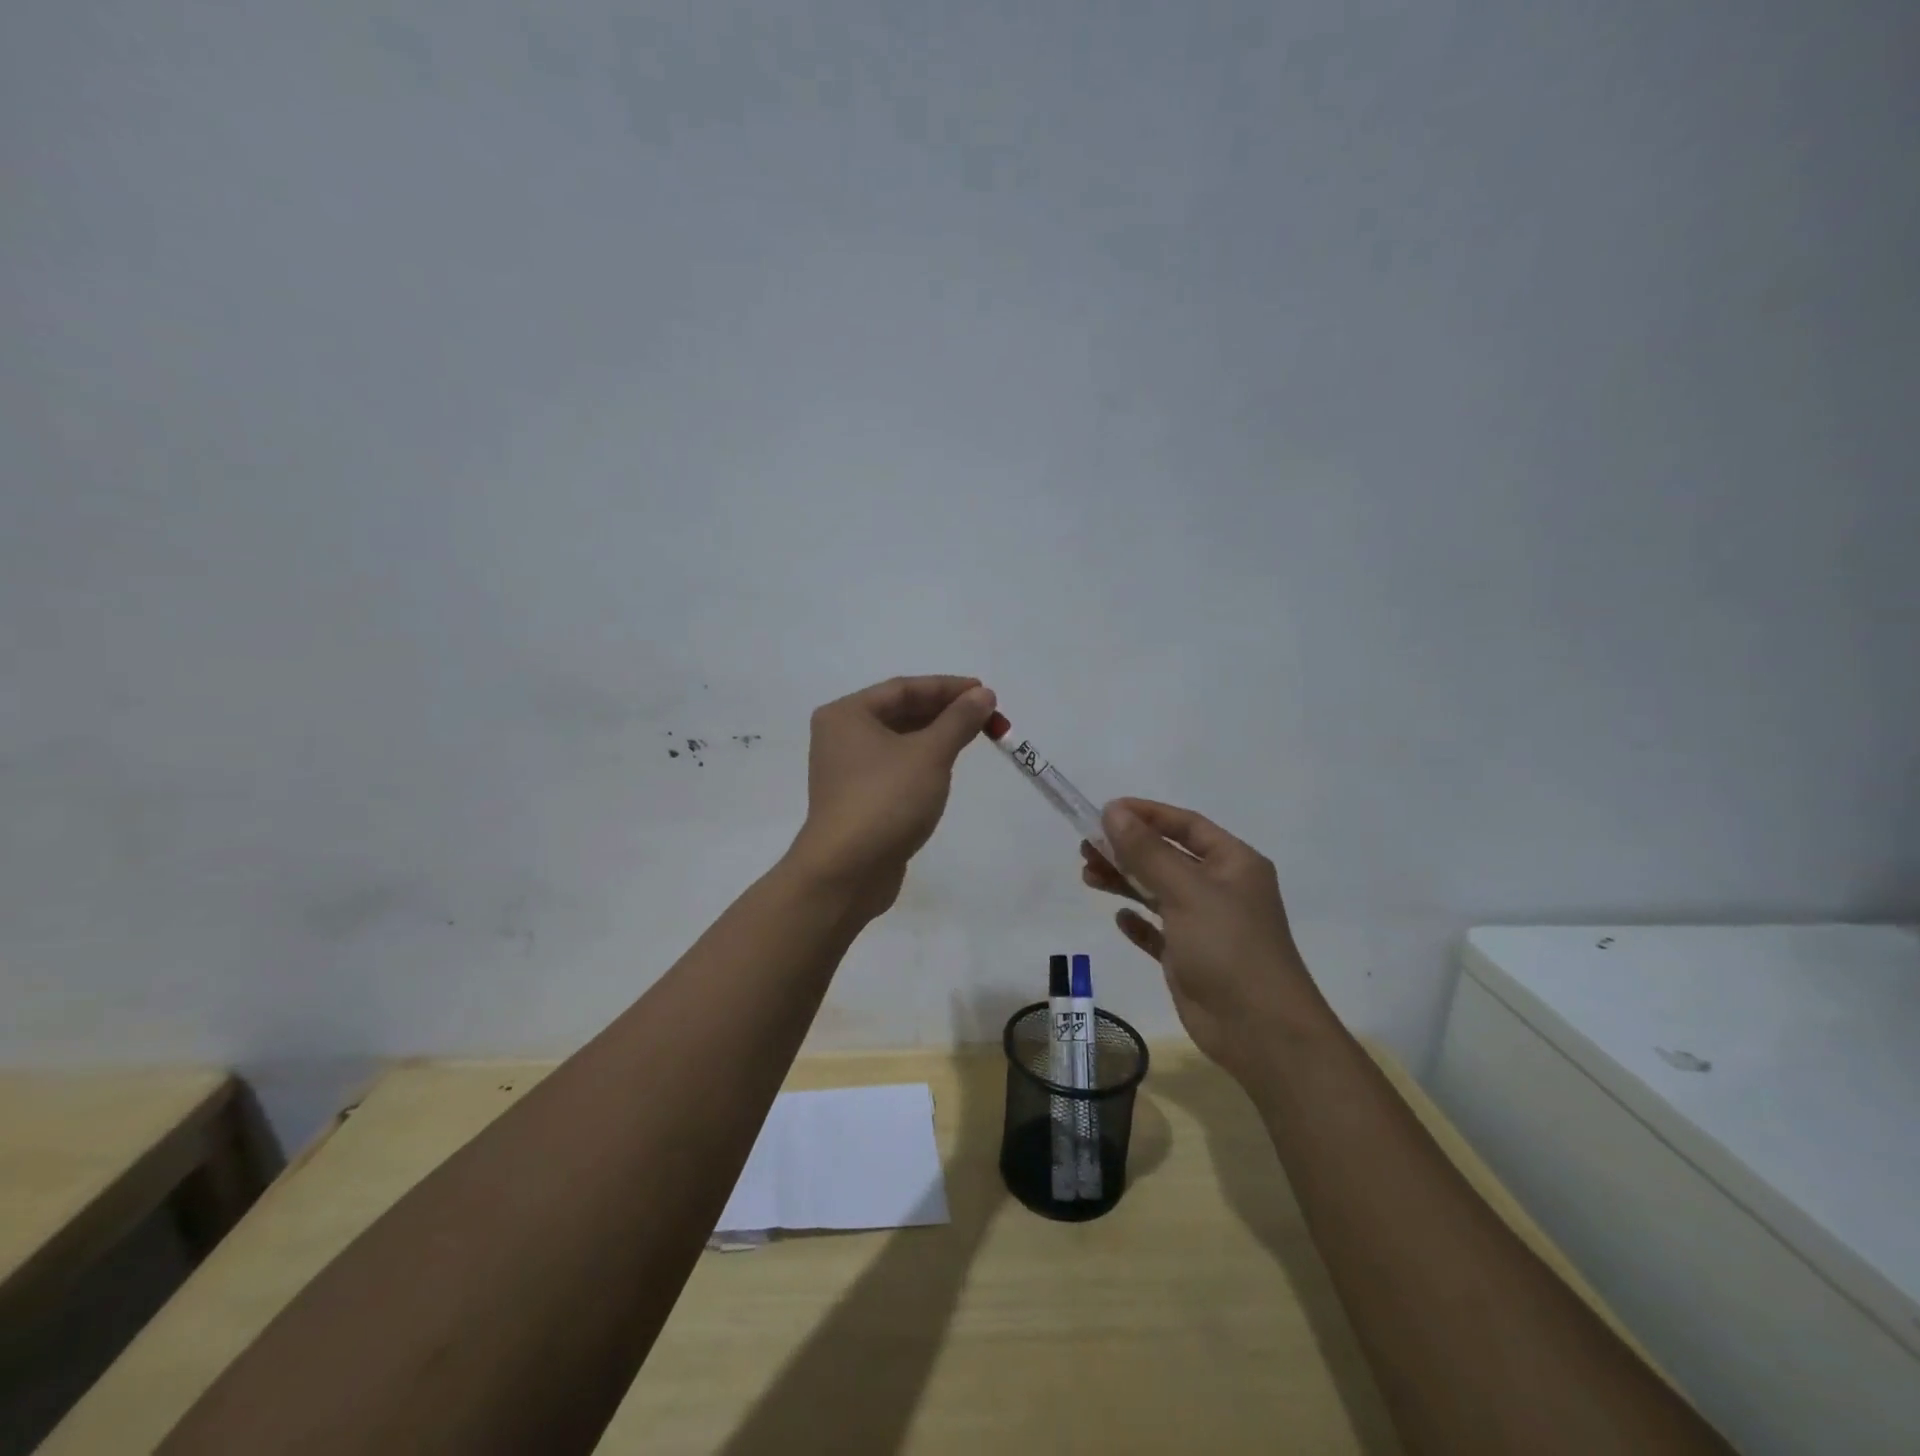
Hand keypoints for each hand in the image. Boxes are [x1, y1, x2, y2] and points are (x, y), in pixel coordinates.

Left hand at [788, 676, 996, 917]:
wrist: (847, 872)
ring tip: (973, 735)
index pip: (903, 689)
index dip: (947, 687)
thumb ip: (958, 720)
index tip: (985, 691)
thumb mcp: (930, 754)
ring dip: (935, 736)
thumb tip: (983, 695)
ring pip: (898, 741)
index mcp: (847, 715)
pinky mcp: (858, 799)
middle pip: (899, 712)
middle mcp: (841, 736)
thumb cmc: (886, 800)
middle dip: (944, 712)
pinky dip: (922, 761)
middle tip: (986, 715)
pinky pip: (895, 767)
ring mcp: (847, 771)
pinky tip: (946, 766)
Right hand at [1082, 799, 1329, 1088]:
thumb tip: (1113, 811)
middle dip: (1127, 849)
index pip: (1186, 825)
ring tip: (1087, 875)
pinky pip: (1158, 931)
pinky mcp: (1190, 958)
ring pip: (1158, 892)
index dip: (1146, 814)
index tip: (1105, 811)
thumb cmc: (1228, 946)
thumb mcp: (1185, 890)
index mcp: (1233, 863)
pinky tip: (1119, 919)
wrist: (1259, 1030)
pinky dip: (1138, 922)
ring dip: (1124, 881)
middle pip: (1167, 857)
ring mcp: (1205, 925)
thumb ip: (1146, 851)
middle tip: (1085, 847)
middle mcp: (1221, 889)